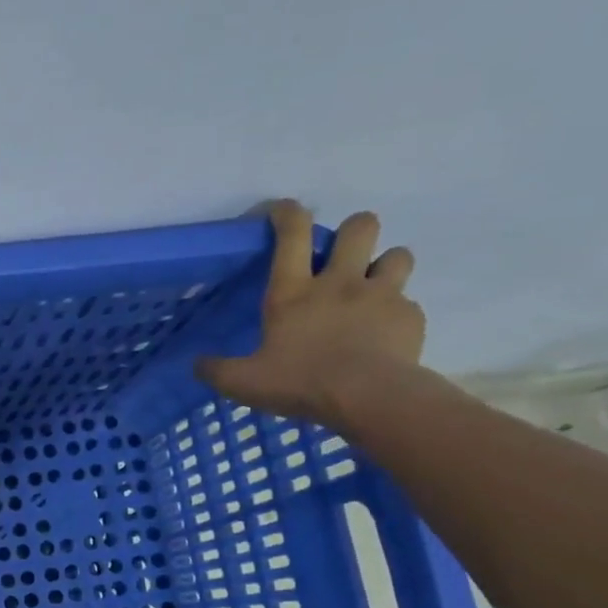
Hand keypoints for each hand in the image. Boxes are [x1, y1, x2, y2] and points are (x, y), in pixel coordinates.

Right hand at [197, 201, 424, 432]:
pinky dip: (396, 314)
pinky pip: (408, 304)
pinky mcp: (410, 316)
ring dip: (385, 265)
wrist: (369, 397)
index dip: (286, 213)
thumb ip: (217, 371)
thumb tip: (197, 365)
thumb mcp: (244, 382)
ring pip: (397, 255)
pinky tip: (384, 335)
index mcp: (294, 292)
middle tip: (343, 255)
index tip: (281, 210)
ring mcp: (382, 295)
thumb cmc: (300, 382)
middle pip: (360, 226)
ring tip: (374, 288)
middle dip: (353, 231)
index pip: (292, 234)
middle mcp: (340, 282)